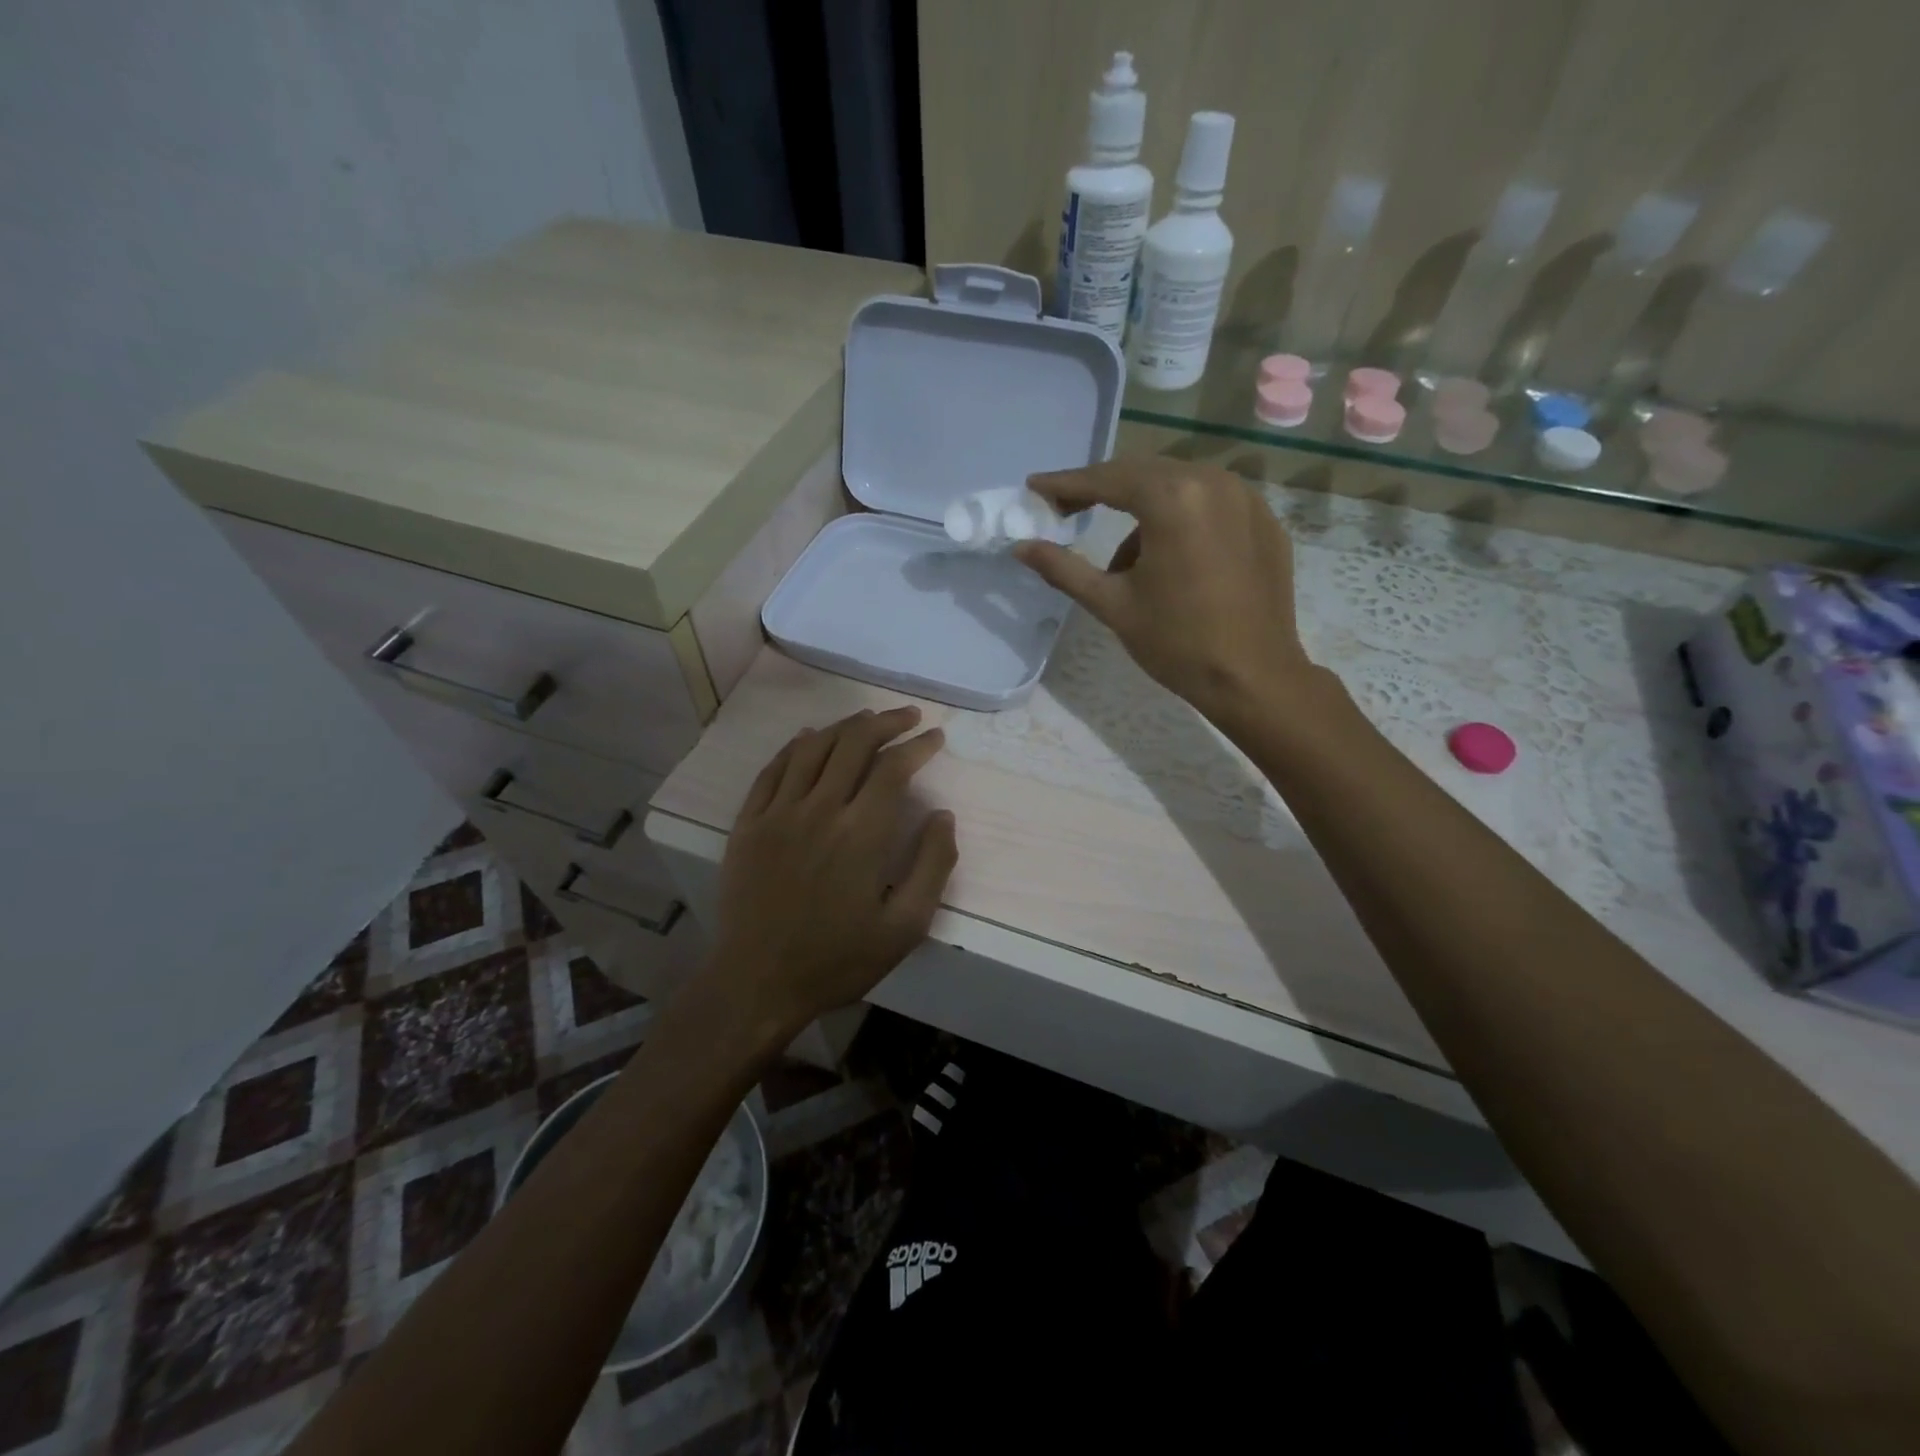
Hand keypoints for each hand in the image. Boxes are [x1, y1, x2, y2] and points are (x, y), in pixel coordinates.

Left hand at [708, 707, 956, 1034]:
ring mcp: (778, 812)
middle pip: (854, 743)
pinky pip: (773, 769)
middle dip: (886, 722)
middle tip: (908, 717)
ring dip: (844, 726)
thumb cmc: (838, 959)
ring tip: (866, 719)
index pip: (894, 768)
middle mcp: (819, 809)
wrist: (757, 982)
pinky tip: (808, 737)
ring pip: (813, 748)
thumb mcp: (905, 927)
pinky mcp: (748, 823)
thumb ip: (933, 866)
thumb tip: (942, 815)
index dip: (918, 746)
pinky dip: (796, 746)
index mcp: (862, 833)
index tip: (935, 737)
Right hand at [1013, 458, 1312, 725]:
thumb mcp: (1111, 604)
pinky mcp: (1265, 521)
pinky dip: (1182, 518)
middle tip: (1067, 511)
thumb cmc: (1176, 642)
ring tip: (1125, 561)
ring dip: (1143, 509)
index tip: (1036, 487)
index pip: (1107, 479)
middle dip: (1103, 490)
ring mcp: (1247, 498)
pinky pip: (1211, 503)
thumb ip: (1063, 568)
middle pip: (1144, 473)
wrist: (1253, 678)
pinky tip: (1172, 559)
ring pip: (1179, 486)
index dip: (1066, 483)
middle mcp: (1214, 482)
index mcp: (1173, 499)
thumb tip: (1020, 547)